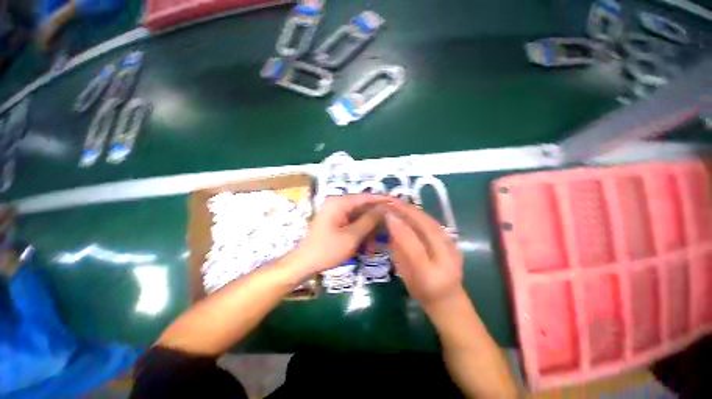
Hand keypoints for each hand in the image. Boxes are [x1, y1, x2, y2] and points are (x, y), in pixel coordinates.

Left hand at [291, 194, 385, 275]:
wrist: (303, 264)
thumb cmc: (327, 250)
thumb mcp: (352, 236)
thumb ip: (369, 220)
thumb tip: (384, 208)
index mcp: (339, 202)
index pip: (366, 197)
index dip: (382, 200)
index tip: (397, 203)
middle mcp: (338, 204)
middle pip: (363, 208)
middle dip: (375, 221)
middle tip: (389, 231)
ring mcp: (336, 213)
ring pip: (360, 218)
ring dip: (368, 232)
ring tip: (373, 248)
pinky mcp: (336, 221)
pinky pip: (353, 224)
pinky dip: (361, 234)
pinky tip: (366, 248)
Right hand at [385, 200, 463, 310]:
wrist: (447, 298)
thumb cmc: (422, 289)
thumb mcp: (407, 274)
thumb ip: (400, 250)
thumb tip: (391, 224)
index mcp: (433, 268)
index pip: (415, 242)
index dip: (399, 225)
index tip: (385, 211)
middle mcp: (446, 253)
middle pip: (425, 226)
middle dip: (406, 210)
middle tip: (389, 200)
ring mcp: (452, 245)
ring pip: (430, 221)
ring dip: (412, 209)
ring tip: (397, 201)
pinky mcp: (451, 240)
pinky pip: (433, 223)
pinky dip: (419, 214)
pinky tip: (409, 209)